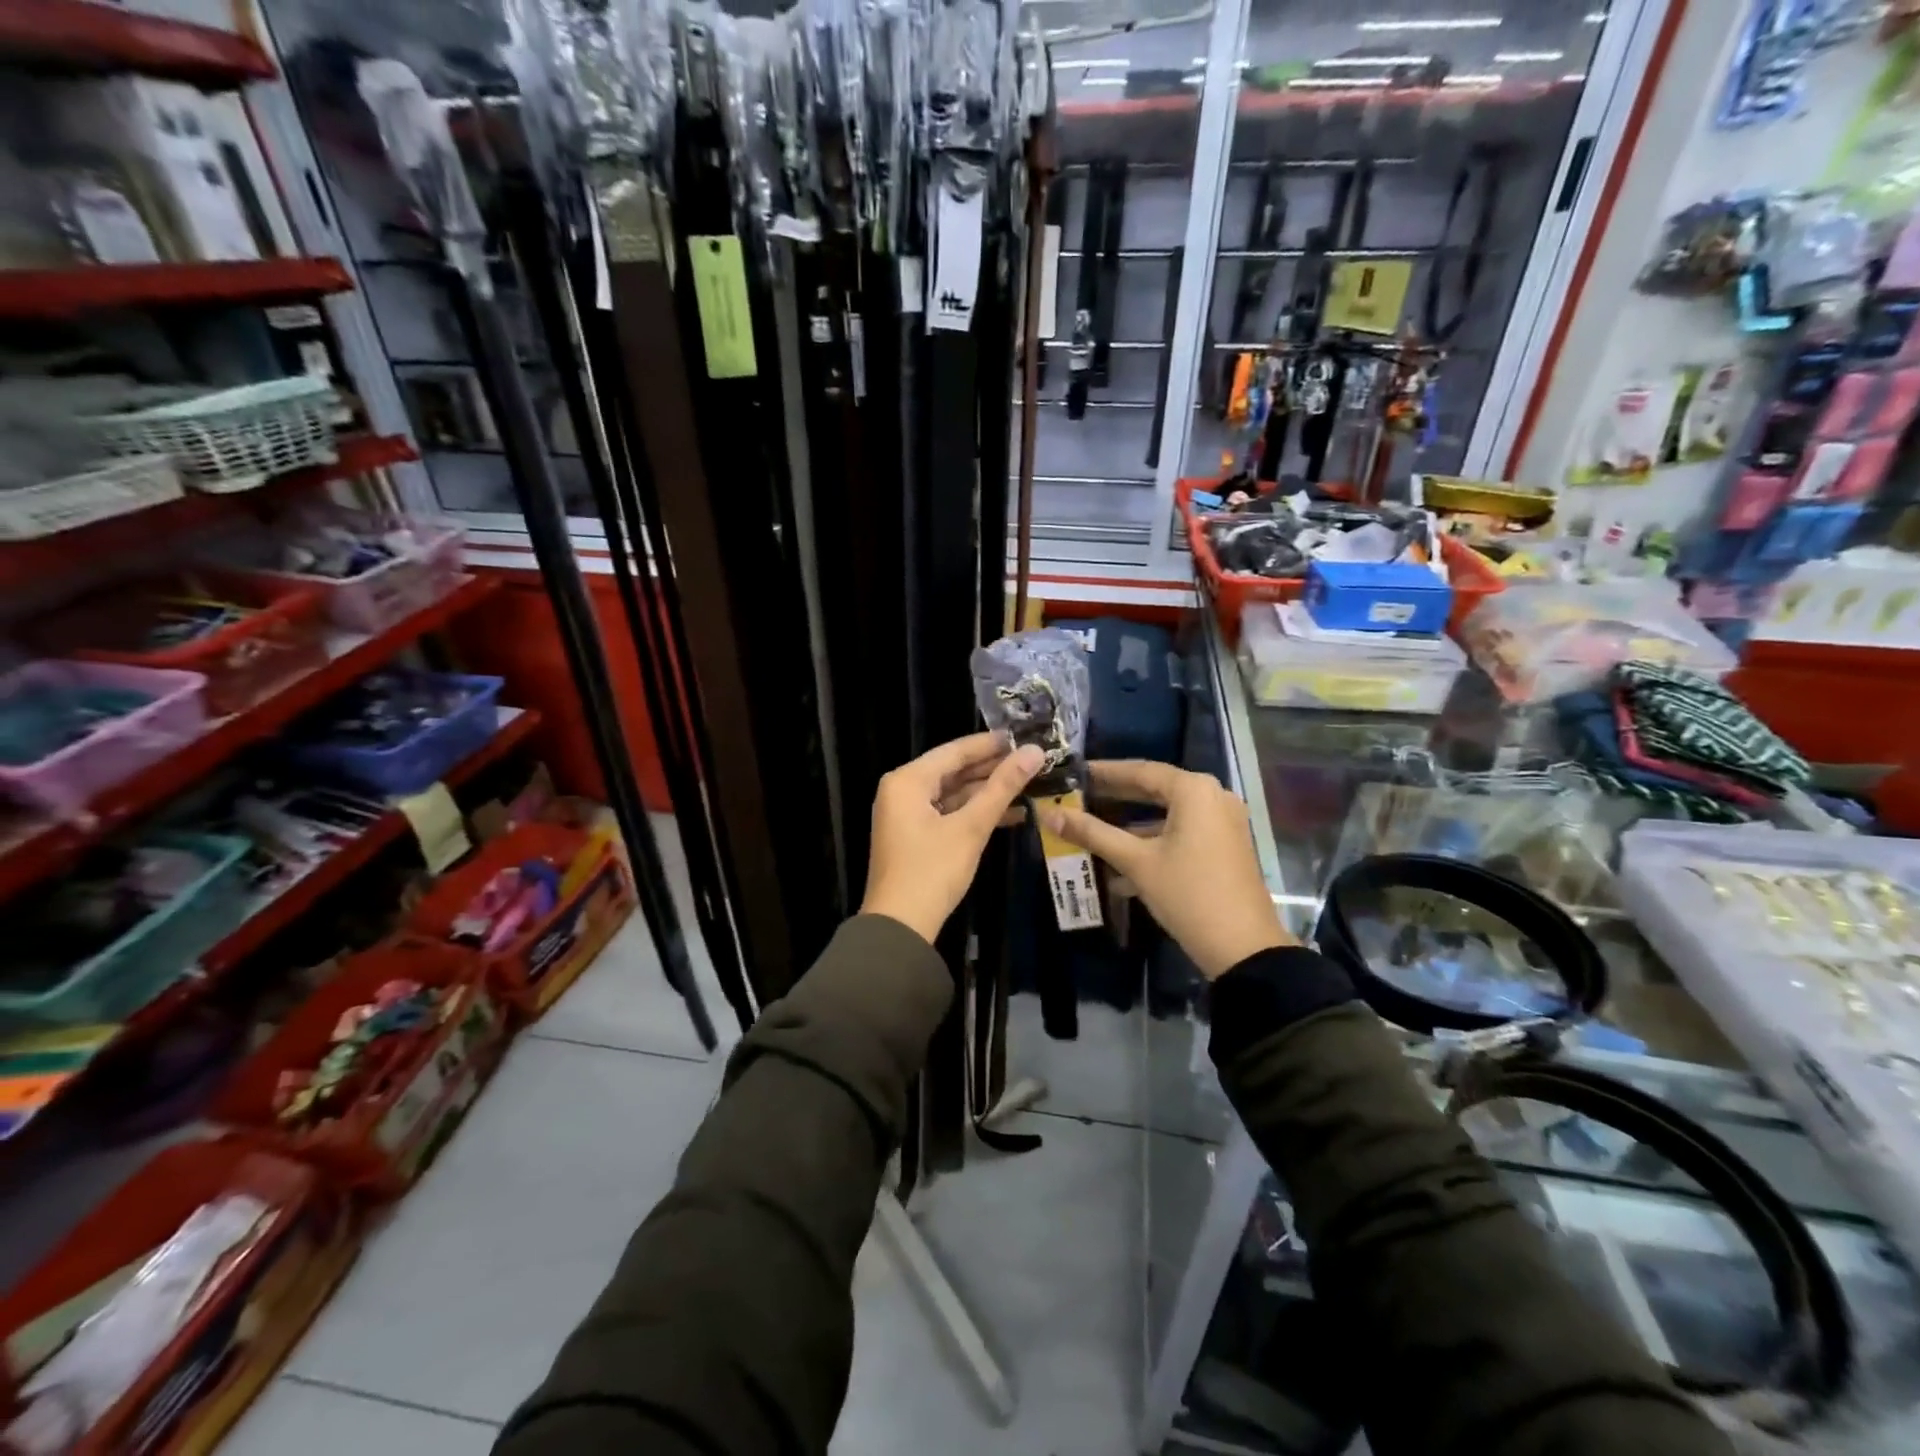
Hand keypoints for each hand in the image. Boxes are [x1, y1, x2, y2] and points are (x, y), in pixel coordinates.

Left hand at [861, 733, 1045, 944]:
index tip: (1024, 736)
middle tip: (1031, 760)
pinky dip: (975, 813)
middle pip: (953, 770)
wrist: (900, 926)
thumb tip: (1035, 752)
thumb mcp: (971, 827)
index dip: (990, 744)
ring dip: (987, 793)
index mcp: (907, 781)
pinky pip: (948, 813)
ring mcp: (907, 815)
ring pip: (953, 793)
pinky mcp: (915, 836)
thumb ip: (1002, 788)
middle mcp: (902, 791)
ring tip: (1029, 785)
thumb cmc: (932, 870)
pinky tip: (1011, 815)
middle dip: (992, 768)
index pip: (954, 751)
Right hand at [1040, 760, 1293, 978]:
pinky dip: (1152, 840)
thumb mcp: (1136, 862)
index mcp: (1194, 790)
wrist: (1244, 948)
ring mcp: (1222, 822)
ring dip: (1130, 823)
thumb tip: (1050, 814)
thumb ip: (1093, 834)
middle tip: (1078, 796)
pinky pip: (1181, 832)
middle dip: (1115, 796)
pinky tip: (1119, 861)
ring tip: (1091, 828)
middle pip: (1154, 789)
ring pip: (1166, 814)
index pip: (1140, 770)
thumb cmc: (1188, 894)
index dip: (1104, 772)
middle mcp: (1213, 796)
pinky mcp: (1224, 846)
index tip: (1074, 773)